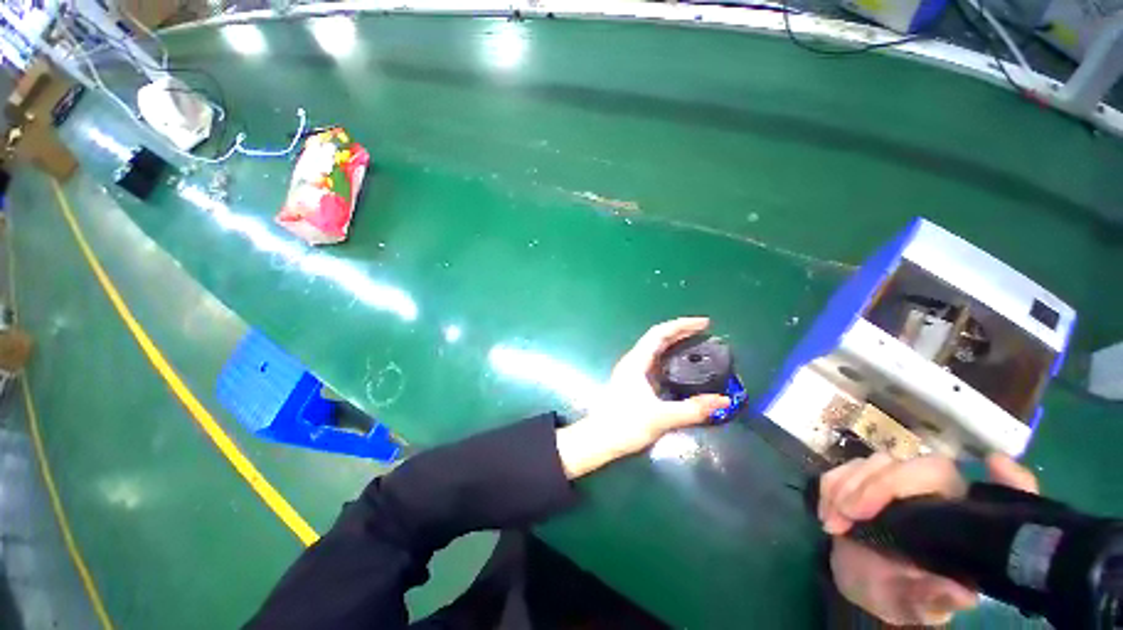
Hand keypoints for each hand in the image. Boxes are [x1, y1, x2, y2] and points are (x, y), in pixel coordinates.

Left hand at [556, 317, 729, 478]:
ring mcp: (633, 371)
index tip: (705, 323)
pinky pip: (655, 362)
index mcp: (636, 362)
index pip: (659, 333)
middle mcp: (634, 362)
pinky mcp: (634, 382)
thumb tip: (723, 400)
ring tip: (697, 344)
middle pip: (658, 338)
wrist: (600, 439)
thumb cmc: (625, 425)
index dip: (682, 325)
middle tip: (706, 332)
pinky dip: (671, 358)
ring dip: (675, 343)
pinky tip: (682, 367)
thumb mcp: (661, 417)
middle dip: (681, 332)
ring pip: (656, 350)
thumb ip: (692, 409)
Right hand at [819, 453, 1038, 625]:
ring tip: (834, 520)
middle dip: (883, 485)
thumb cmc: (900, 596)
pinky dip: (832, 484)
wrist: (861, 582)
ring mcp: (898, 483)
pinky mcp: (865, 478)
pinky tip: (827, 510)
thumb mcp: (917, 606)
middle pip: (924, 467)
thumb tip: (962, 593)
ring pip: (880, 462)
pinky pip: (847, 467)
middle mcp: (938, 495)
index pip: (989, 496)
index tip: (993, 463)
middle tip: (850, 512)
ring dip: (849, 484)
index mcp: (964, 525)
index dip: (1008, 479)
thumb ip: (935, 600)